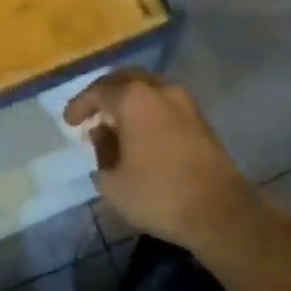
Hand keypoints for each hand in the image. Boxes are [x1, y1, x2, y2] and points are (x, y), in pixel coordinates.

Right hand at [65, 70, 252, 248]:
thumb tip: (102, 134)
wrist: (221, 211)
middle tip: (92, 112)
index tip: (69, 122)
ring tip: (116, 123)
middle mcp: (159, 89)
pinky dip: (148, 110)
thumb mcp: (113, 182)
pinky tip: (142, 133)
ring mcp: (184, 101)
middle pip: (124, 80)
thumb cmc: (159, 194)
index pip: (98, 91)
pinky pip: (164, 103)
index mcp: (133, 98)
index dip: (80, 105)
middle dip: (105, 94)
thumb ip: (101, 152)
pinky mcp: (200, 118)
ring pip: (148, 88)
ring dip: (128, 100)